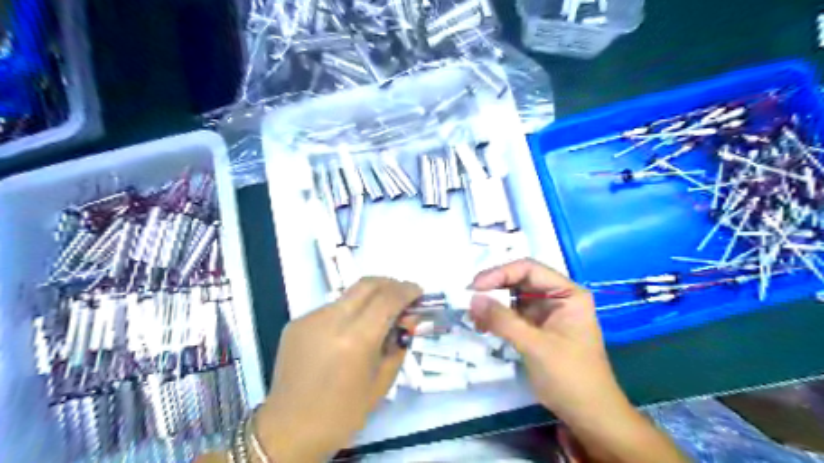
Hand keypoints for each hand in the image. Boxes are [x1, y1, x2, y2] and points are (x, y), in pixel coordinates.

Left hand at [255, 277, 421, 460]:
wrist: (288, 430)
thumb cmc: (342, 414)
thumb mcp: (381, 382)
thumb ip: (398, 344)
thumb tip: (408, 318)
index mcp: (355, 340)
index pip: (387, 299)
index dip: (406, 291)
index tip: (418, 292)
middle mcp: (331, 321)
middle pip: (367, 284)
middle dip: (390, 284)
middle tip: (402, 294)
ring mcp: (310, 319)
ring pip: (348, 295)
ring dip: (369, 298)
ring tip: (377, 316)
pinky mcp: (296, 323)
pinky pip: (331, 309)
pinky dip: (348, 312)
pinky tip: (349, 332)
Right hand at [466, 259, 620, 420]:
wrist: (589, 415)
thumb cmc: (570, 377)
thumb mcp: (535, 346)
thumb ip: (503, 320)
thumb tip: (472, 298)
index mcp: (567, 293)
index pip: (529, 269)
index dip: (500, 273)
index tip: (475, 287)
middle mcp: (557, 297)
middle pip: (519, 281)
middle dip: (493, 289)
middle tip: (469, 300)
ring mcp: (547, 313)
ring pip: (513, 297)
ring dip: (492, 304)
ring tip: (473, 316)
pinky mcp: (537, 328)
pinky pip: (512, 314)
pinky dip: (497, 318)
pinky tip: (482, 326)